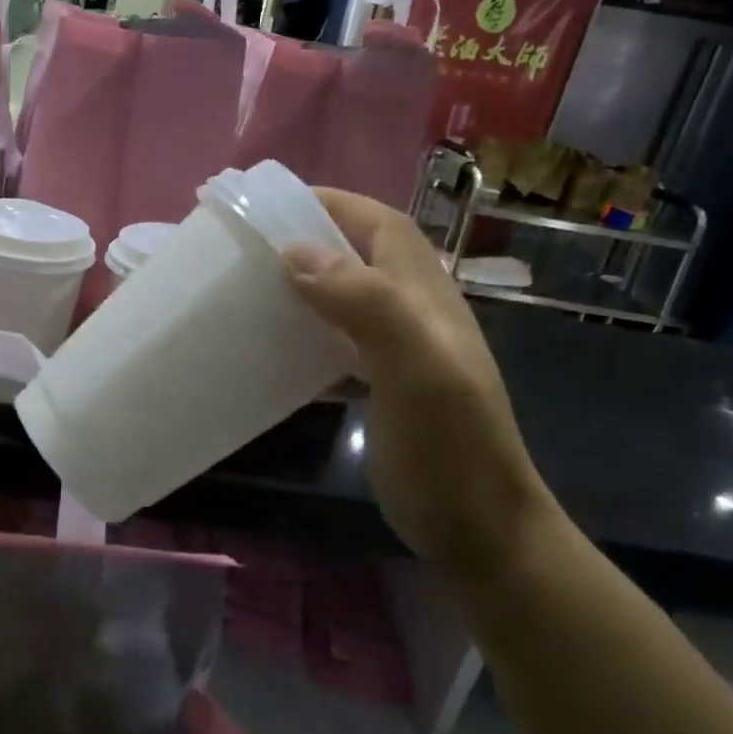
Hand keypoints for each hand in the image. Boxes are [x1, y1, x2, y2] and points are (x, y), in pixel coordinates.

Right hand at [285, 190, 555, 576]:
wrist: (481, 530)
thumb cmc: (450, 448)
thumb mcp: (416, 371)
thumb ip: (367, 305)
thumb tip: (294, 252)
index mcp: (426, 297)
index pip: (381, 226)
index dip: (333, 204)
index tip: (273, 205)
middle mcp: (415, 314)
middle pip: (362, 256)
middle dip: (311, 240)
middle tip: (251, 249)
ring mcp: (402, 353)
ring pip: (348, 300)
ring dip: (305, 288)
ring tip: (252, 292)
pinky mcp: (386, 388)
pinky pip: (340, 346)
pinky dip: (308, 339)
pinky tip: (276, 354)